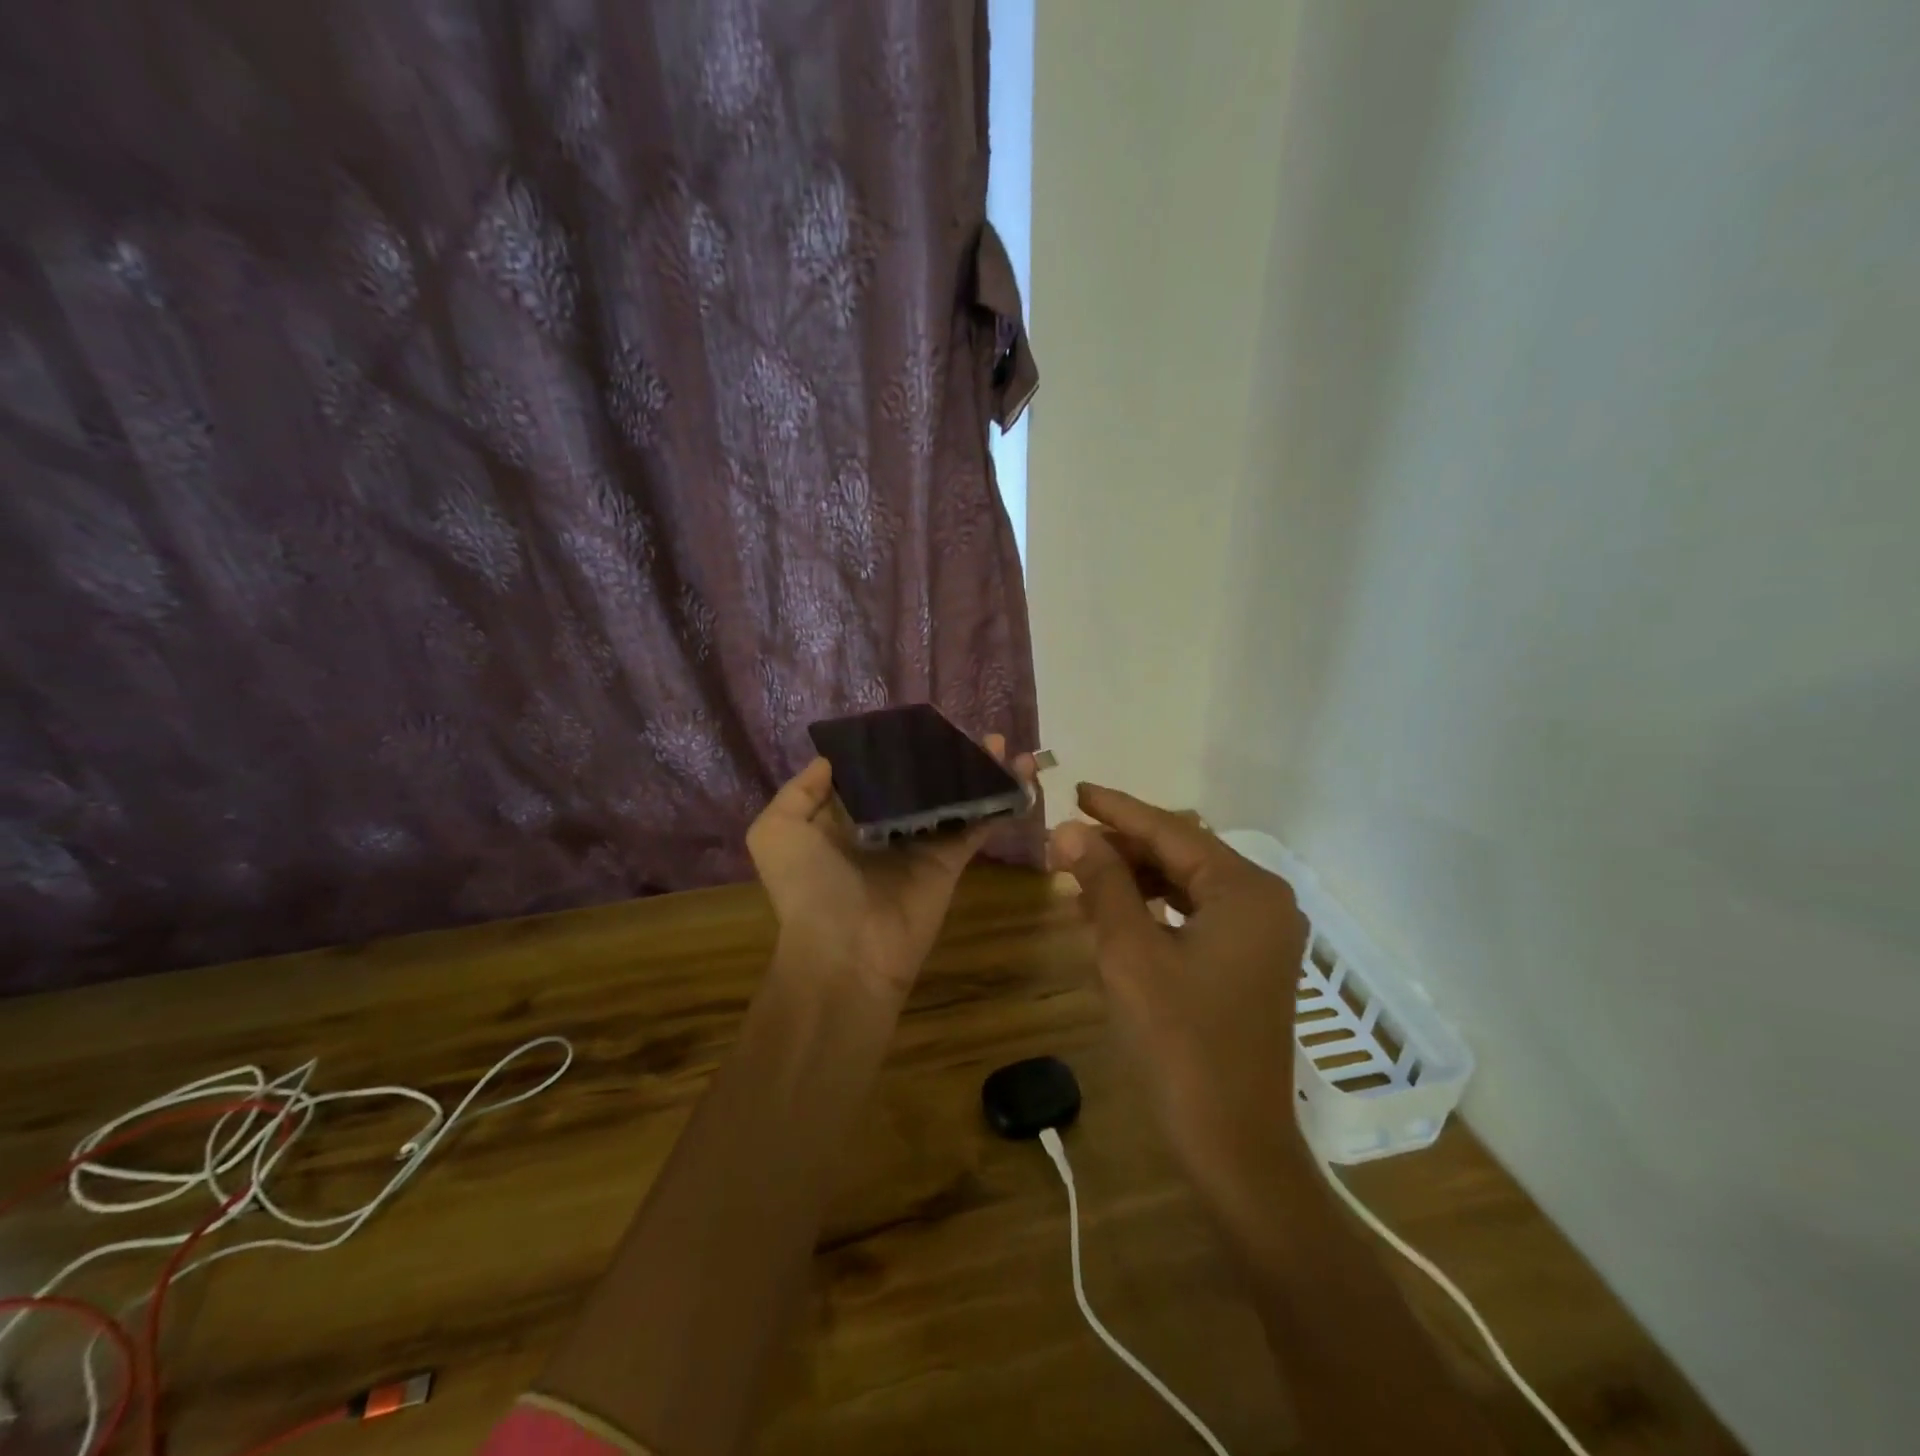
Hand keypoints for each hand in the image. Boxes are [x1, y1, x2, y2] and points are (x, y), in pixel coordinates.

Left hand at [748, 735, 1035, 997]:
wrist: (845, 953)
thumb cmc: (808, 887)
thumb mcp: (777, 831)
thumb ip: (801, 791)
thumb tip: (832, 760)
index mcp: (846, 816)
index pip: (875, 771)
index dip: (896, 746)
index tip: (920, 721)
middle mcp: (885, 824)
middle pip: (921, 780)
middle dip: (945, 754)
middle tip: (971, 730)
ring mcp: (921, 842)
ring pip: (954, 797)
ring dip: (979, 771)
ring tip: (1002, 743)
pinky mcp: (950, 861)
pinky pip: (977, 825)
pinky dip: (999, 801)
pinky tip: (1017, 774)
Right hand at [1050, 785, 1309, 1188]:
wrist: (1233, 1143)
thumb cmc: (1180, 1042)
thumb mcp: (1129, 953)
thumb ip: (1103, 882)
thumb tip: (1070, 830)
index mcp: (1245, 890)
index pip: (1171, 831)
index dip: (1118, 810)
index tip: (1076, 790)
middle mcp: (1263, 901)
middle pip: (1182, 853)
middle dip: (1123, 845)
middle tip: (1066, 840)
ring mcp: (1260, 934)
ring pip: (1186, 883)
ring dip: (1135, 876)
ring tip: (1081, 874)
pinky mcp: (1249, 962)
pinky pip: (1195, 914)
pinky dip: (1153, 907)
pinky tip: (1113, 912)